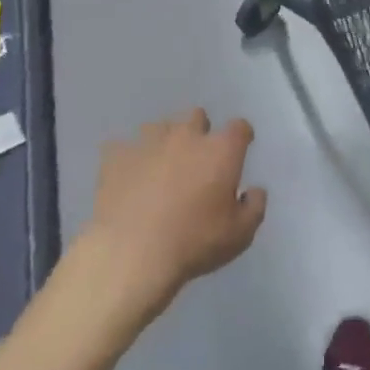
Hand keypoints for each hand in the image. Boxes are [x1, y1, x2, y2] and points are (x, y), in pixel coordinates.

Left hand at [80, 110, 267, 315]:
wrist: (132, 252)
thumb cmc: (195, 242)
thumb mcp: (240, 234)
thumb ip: (254, 207)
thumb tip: (254, 190)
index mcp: (221, 150)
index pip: (239, 127)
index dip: (241, 137)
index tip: (240, 149)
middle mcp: (186, 136)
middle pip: (196, 117)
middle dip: (199, 132)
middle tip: (197, 161)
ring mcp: (147, 142)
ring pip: (159, 127)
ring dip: (164, 142)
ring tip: (160, 169)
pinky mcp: (115, 156)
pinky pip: (122, 148)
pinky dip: (128, 160)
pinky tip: (128, 179)